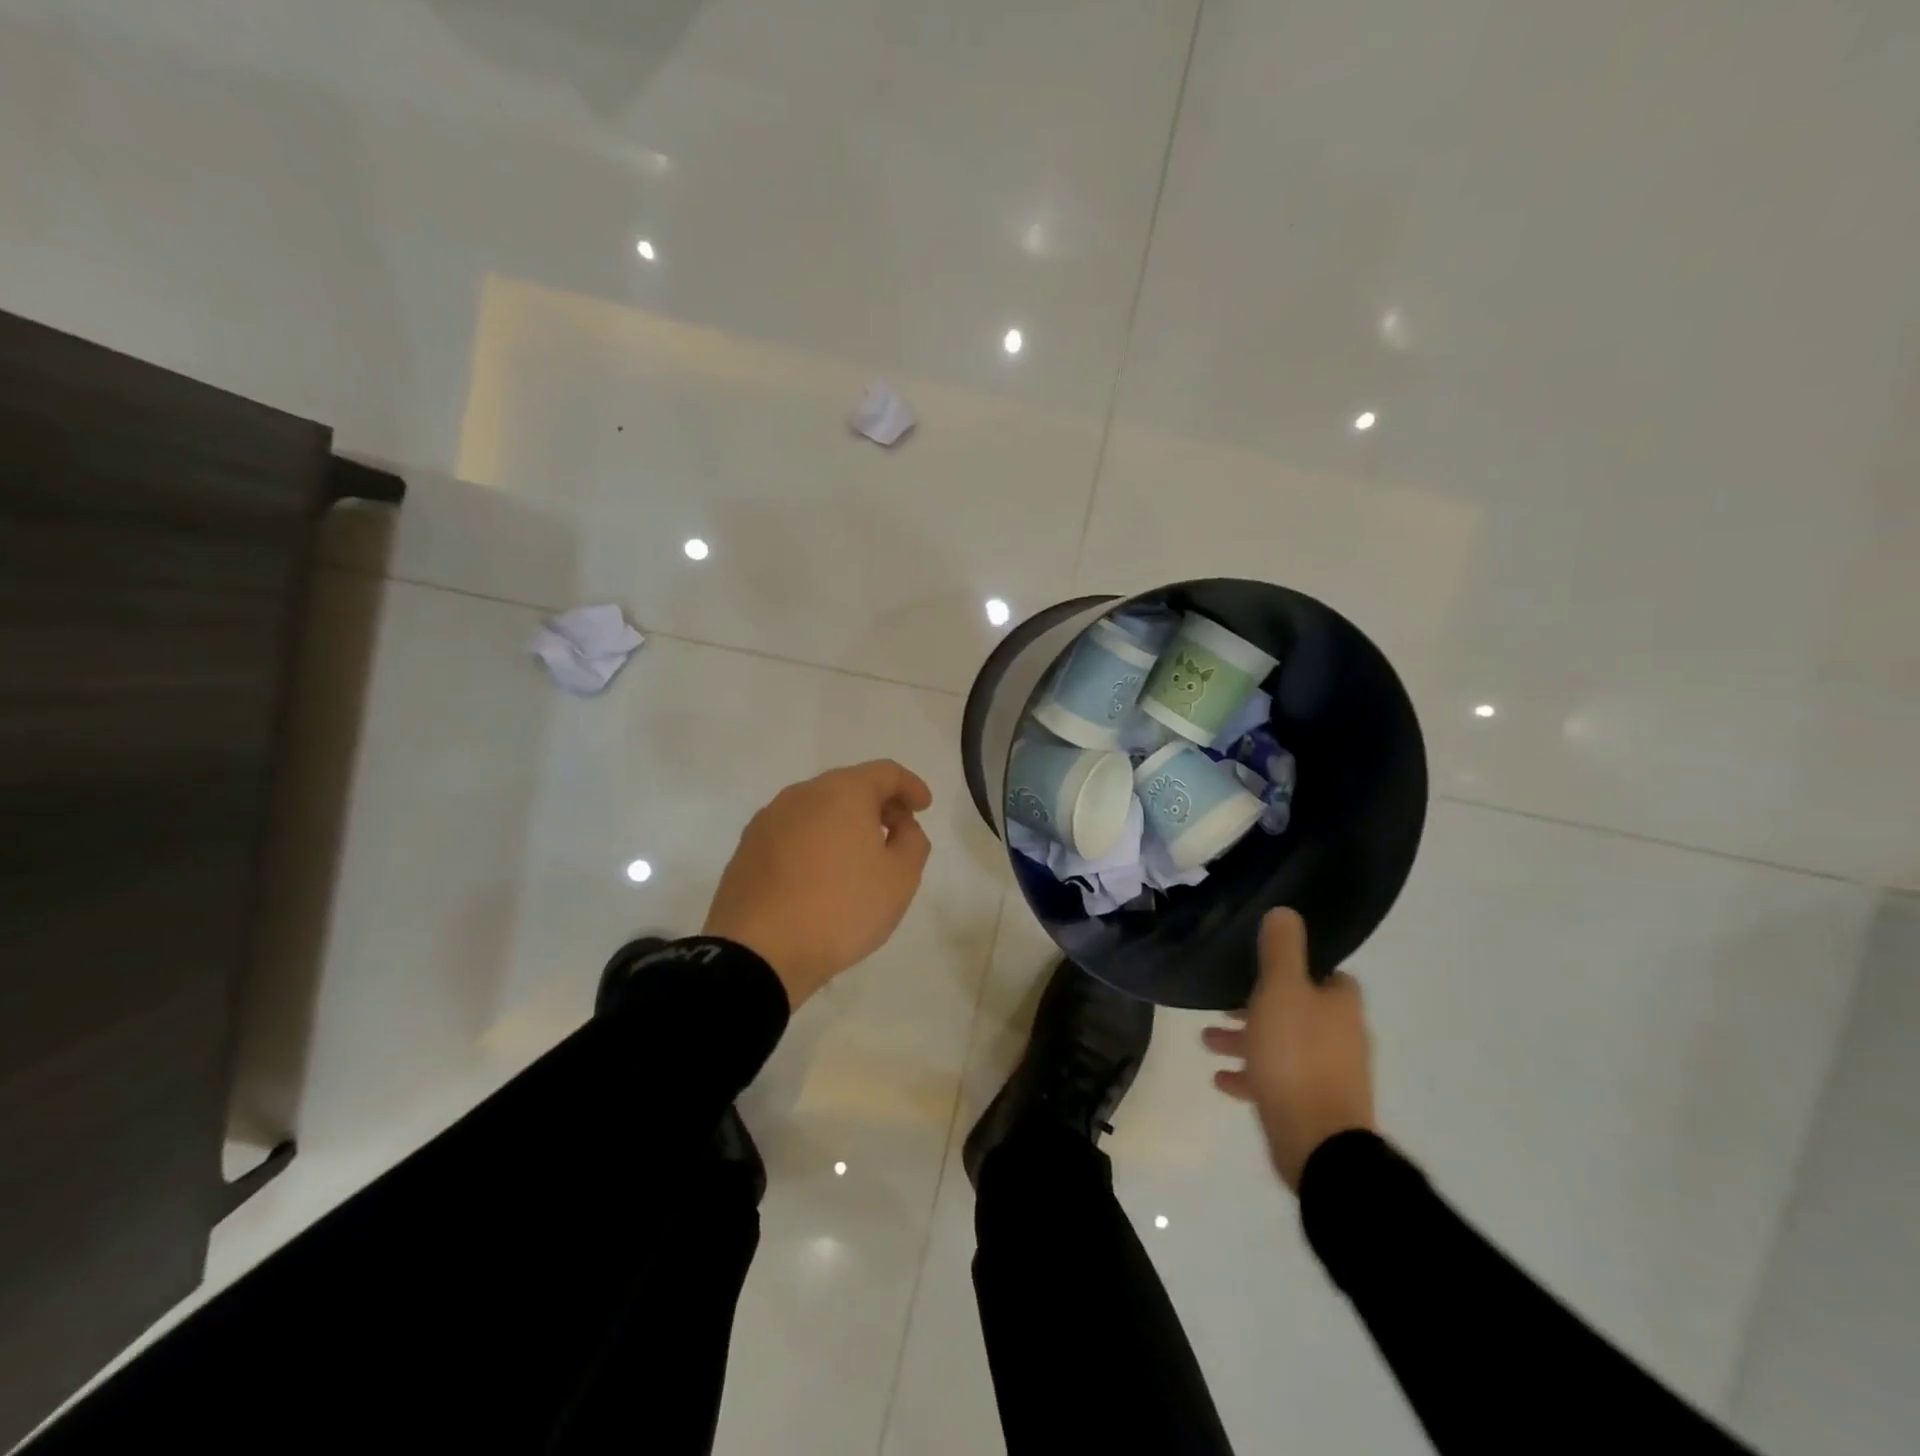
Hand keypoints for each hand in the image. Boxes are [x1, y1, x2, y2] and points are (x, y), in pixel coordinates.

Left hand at [703, 760, 933, 1007]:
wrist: (759, 953)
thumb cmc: (841, 908)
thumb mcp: (900, 879)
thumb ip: (913, 842)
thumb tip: (901, 827)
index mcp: (842, 792)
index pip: (885, 773)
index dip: (911, 786)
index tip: (924, 807)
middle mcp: (801, 795)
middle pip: (849, 786)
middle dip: (878, 804)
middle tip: (897, 833)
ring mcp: (768, 820)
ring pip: (817, 808)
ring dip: (844, 822)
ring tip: (859, 856)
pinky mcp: (747, 849)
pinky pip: (792, 832)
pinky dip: (815, 841)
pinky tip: (821, 874)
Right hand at [1203, 908, 1375, 1190]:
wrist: (1317, 1142)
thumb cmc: (1296, 1055)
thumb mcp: (1282, 991)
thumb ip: (1281, 951)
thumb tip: (1286, 911)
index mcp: (1339, 1006)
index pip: (1327, 976)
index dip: (1299, 968)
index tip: (1263, 965)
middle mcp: (1340, 1037)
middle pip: (1297, 1011)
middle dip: (1257, 1006)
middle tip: (1221, 1004)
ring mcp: (1327, 1075)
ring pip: (1281, 1045)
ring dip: (1245, 1040)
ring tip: (1207, 1040)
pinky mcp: (1310, 1106)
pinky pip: (1275, 1081)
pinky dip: (1250, 1075)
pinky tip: (1221, 1079)